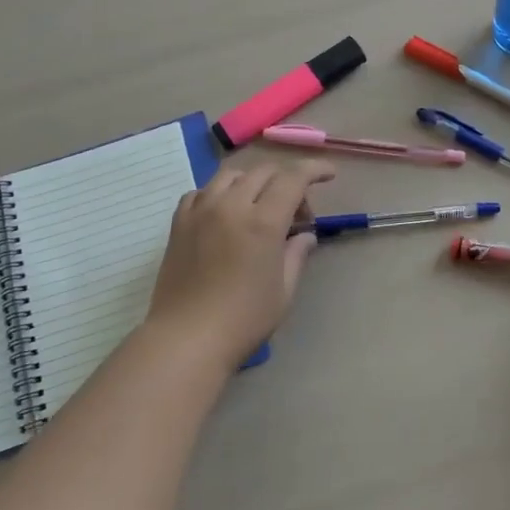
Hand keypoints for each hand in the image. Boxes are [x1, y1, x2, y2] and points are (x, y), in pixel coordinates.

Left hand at [143, 159, 334, 371]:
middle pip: (264, 172)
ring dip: (254, 181)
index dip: (315, 170)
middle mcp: (231, 206)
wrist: (186, 339)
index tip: (329, 174)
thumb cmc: (243, 320)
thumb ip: (296, 255)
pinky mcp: (179, 223)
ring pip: (231, 175)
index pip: (293, 179)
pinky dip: (220, 193)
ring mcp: (201, 211)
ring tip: (260, 206)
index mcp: (263, 222)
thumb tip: (305, 236)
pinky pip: (202, 191)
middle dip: (288, 181)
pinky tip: (226, 213)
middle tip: (297, 212)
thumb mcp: (283, 290)